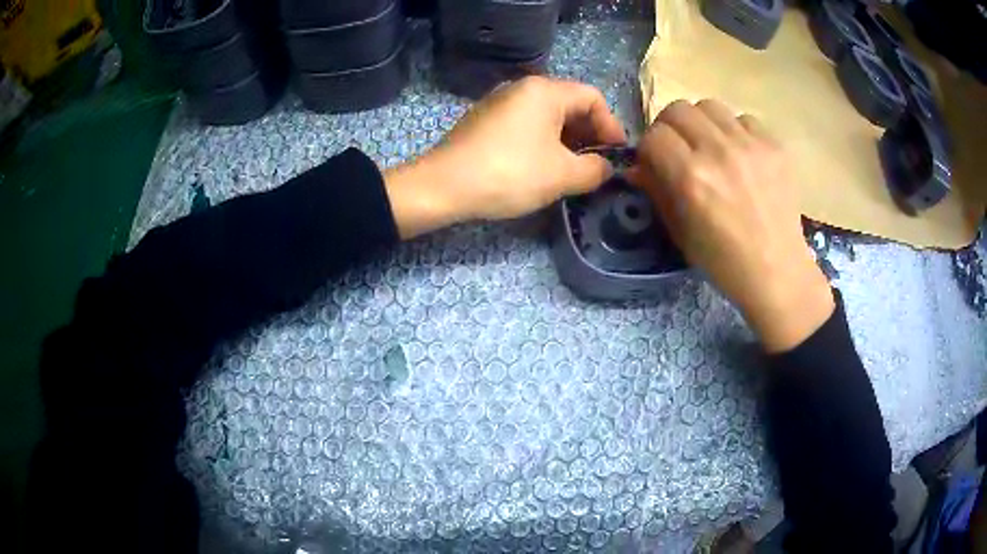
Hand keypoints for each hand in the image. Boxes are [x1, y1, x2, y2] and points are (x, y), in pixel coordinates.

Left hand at [384, 77, 625, 237]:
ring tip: (575, 171)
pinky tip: (544, 168)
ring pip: (548, 116)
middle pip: (570, 104)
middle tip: (598, 165)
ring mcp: (501, 103)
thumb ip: (595, 170)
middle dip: (590, 135)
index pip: (593, 98)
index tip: (617, 156)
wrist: (442, 186)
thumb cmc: (509, 173)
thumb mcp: (562, 175)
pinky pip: (527, 125)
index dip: (611, 126)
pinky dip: (544, 142)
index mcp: (544, 91)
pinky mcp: (486, 121)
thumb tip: (606, 168)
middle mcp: (522, 88)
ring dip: (568, 141)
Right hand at [633, 100, 833, 352]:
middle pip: (677, 109)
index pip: (653, 136)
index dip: (649, 150)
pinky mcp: (774, 144)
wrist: (778, 272)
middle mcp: (718, 151)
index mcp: (691, 178)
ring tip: (711, 146)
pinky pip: (744, 118)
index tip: (656, 164)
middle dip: (670, 128)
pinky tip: (741, 155)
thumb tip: (637, 167)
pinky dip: (735, 131)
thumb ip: (657, 191)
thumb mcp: (680, 232)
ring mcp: (750, 144)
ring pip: (709, 105)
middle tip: (680, 149)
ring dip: (702, 123)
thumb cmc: (724, 261)